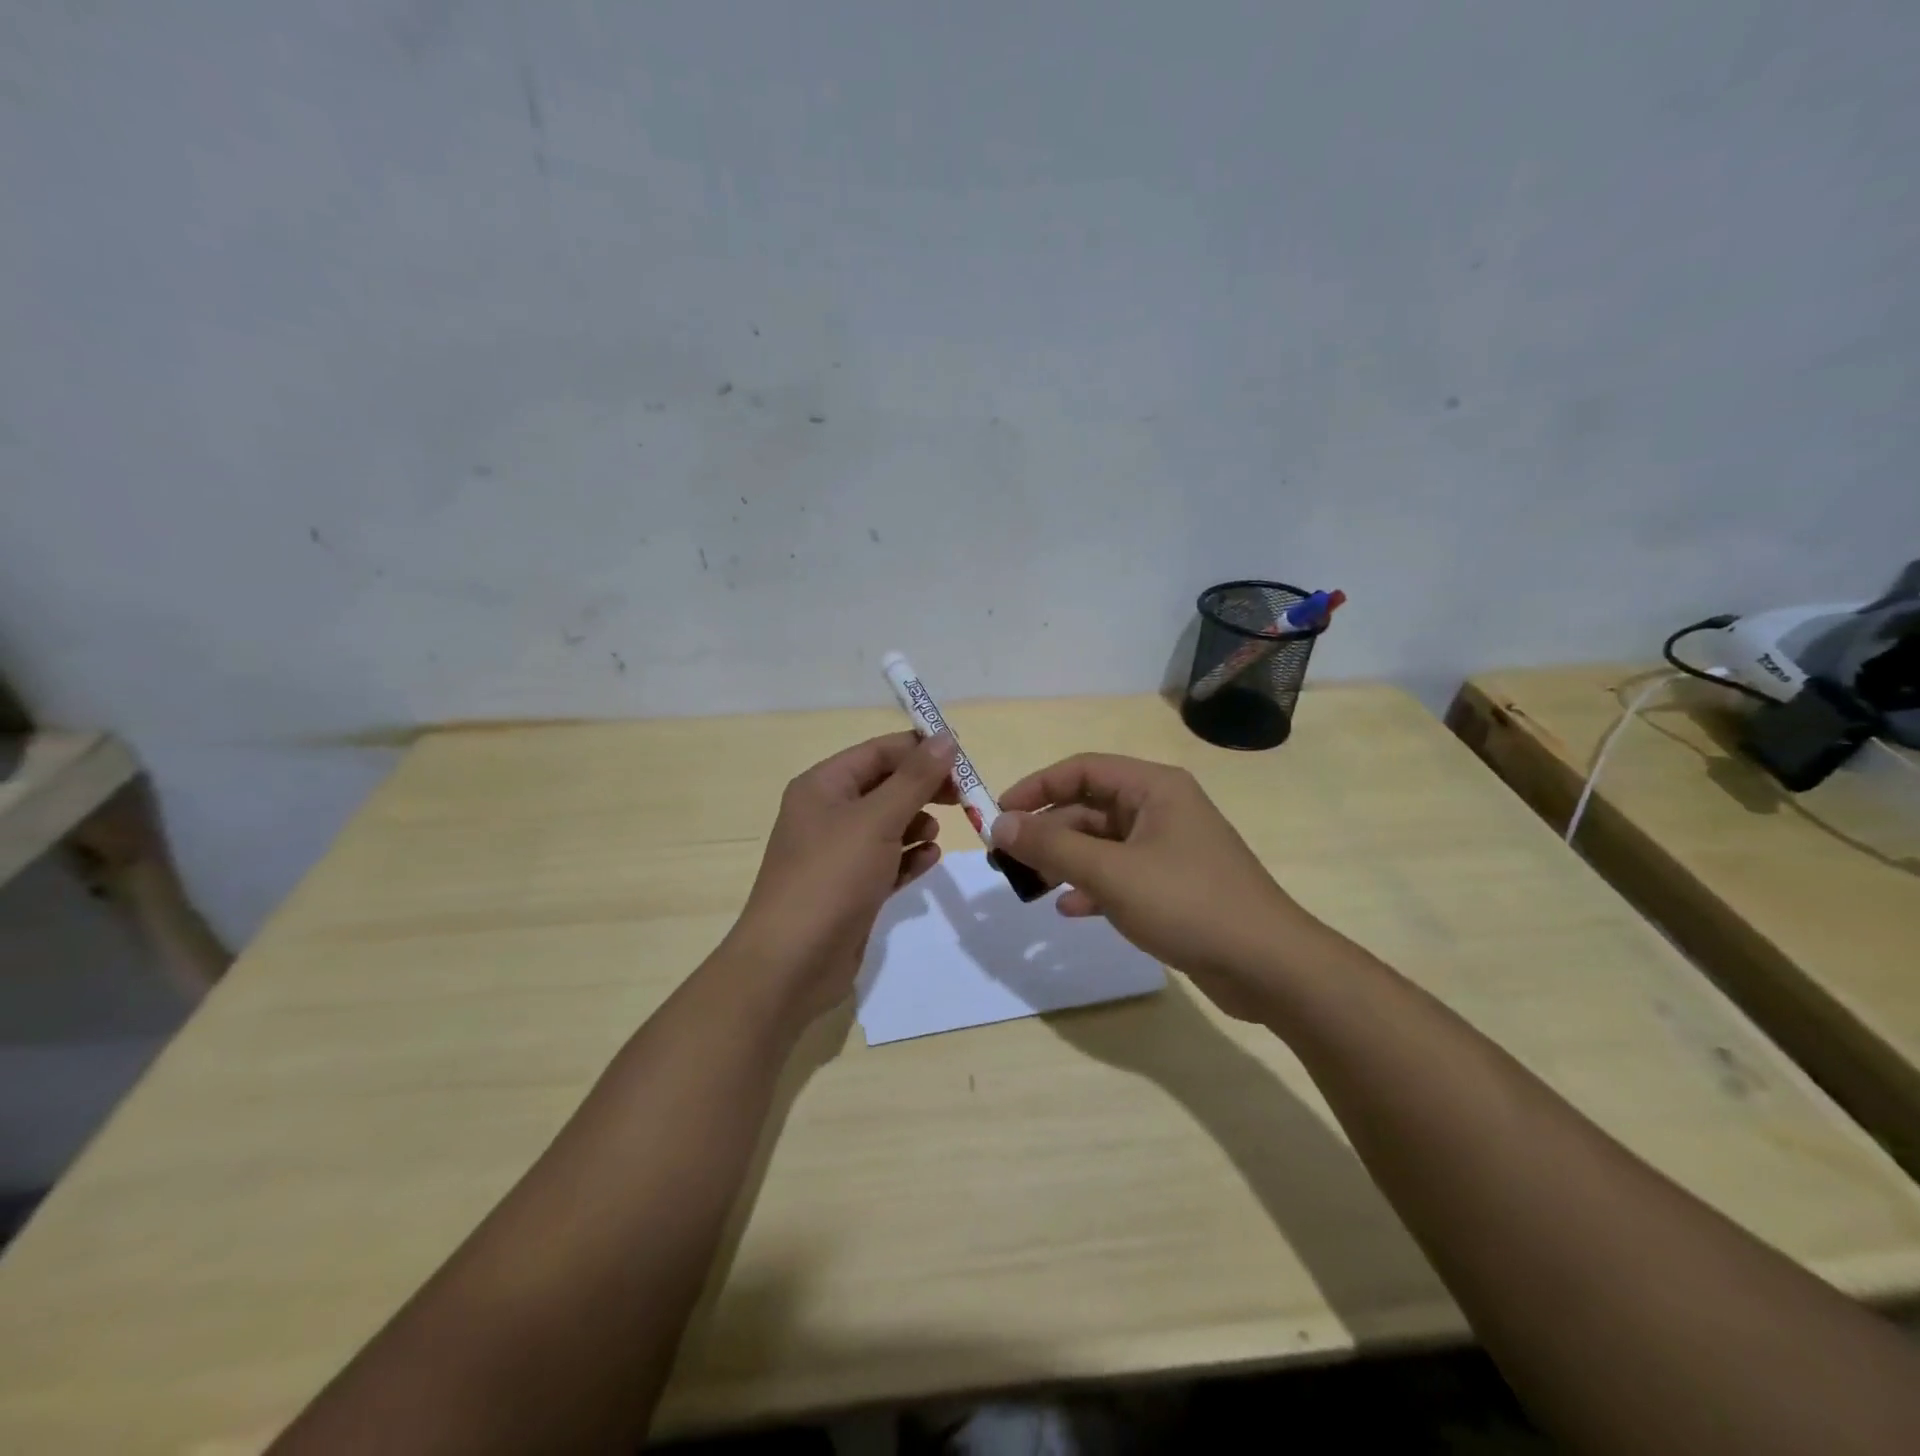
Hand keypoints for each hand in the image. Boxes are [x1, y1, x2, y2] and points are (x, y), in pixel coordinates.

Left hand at [727, 731, 958, 1021]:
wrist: (791, 964)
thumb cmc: (831, 877)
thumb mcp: (877, 820)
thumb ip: (915, 778)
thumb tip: (947, 738)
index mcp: (823, 786)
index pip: (878, 752)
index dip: (920, 750)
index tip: (964, 758)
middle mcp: (828, 814)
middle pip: (885, 786)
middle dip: (923, 788)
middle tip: (964, 796)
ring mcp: (838, 854)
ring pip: (888, 824)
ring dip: (917, 823)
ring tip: (937, 832)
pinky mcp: (851, 889)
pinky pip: (887, 861)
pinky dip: (909, 857)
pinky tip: (929, 860)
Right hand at [990, 754, 1315, 1019]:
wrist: (1268, 967)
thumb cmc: (1188, 903)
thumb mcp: (1112, 872)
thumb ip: (1052, 845)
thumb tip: (1000, 824)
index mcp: (1153, 787)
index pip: (1082, 770)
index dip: (1036, 788)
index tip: (999, 815)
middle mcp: (1161, 809)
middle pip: (1090, 808)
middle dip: (1049, 832)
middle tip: (1010, 860)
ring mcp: (1168, 848)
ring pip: (1102, 844)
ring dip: (1066, 861)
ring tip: (1032, 886)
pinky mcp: (1172, 885)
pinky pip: (1120, 874)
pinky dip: (1093, 887)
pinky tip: (1071, 910)